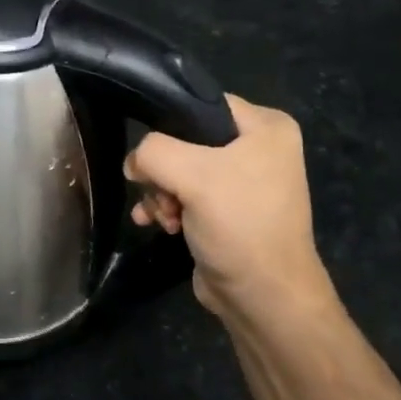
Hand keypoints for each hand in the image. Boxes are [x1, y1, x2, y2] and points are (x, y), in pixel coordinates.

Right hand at [125, 95, 332, 323]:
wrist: (263, 296)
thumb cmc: (239, 225)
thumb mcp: (192, 175)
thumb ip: (153, 152)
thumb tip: (135, 162)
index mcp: (266, 127)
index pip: (202, 104)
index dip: (170, 124)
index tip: (152, 154)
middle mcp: (257, 149)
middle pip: (184, 140)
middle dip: (162, 171)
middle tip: (164, 195)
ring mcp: (240, 182)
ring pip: (178, 170)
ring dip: (160, 193)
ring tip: (163, 217)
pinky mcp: (224, 211)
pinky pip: (182, 194)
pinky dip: (165, 207)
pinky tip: (156, 224)